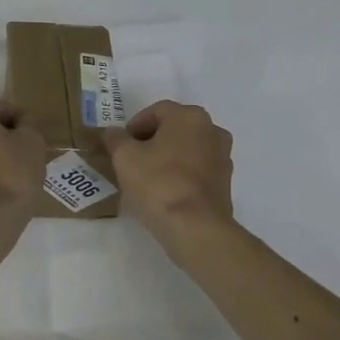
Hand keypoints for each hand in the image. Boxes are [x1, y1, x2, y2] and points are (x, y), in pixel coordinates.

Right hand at [101, 100, 234, 246]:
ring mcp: (223, 157)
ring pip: (187, 149)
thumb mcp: (124, 157)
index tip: (121, 146)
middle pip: (174, 129)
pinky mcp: (226, 182)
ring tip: (147, 178)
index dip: (134, 126)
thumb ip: (115, 139)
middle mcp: (212, 130)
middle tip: (131, 160)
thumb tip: (113, 133)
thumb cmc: (158, 183)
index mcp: (189, 116)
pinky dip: (181, 175)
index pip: (156, 111)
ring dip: (168, 158)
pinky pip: (197, 170)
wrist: (195, 227)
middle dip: (152, 141)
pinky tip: (165, 192)